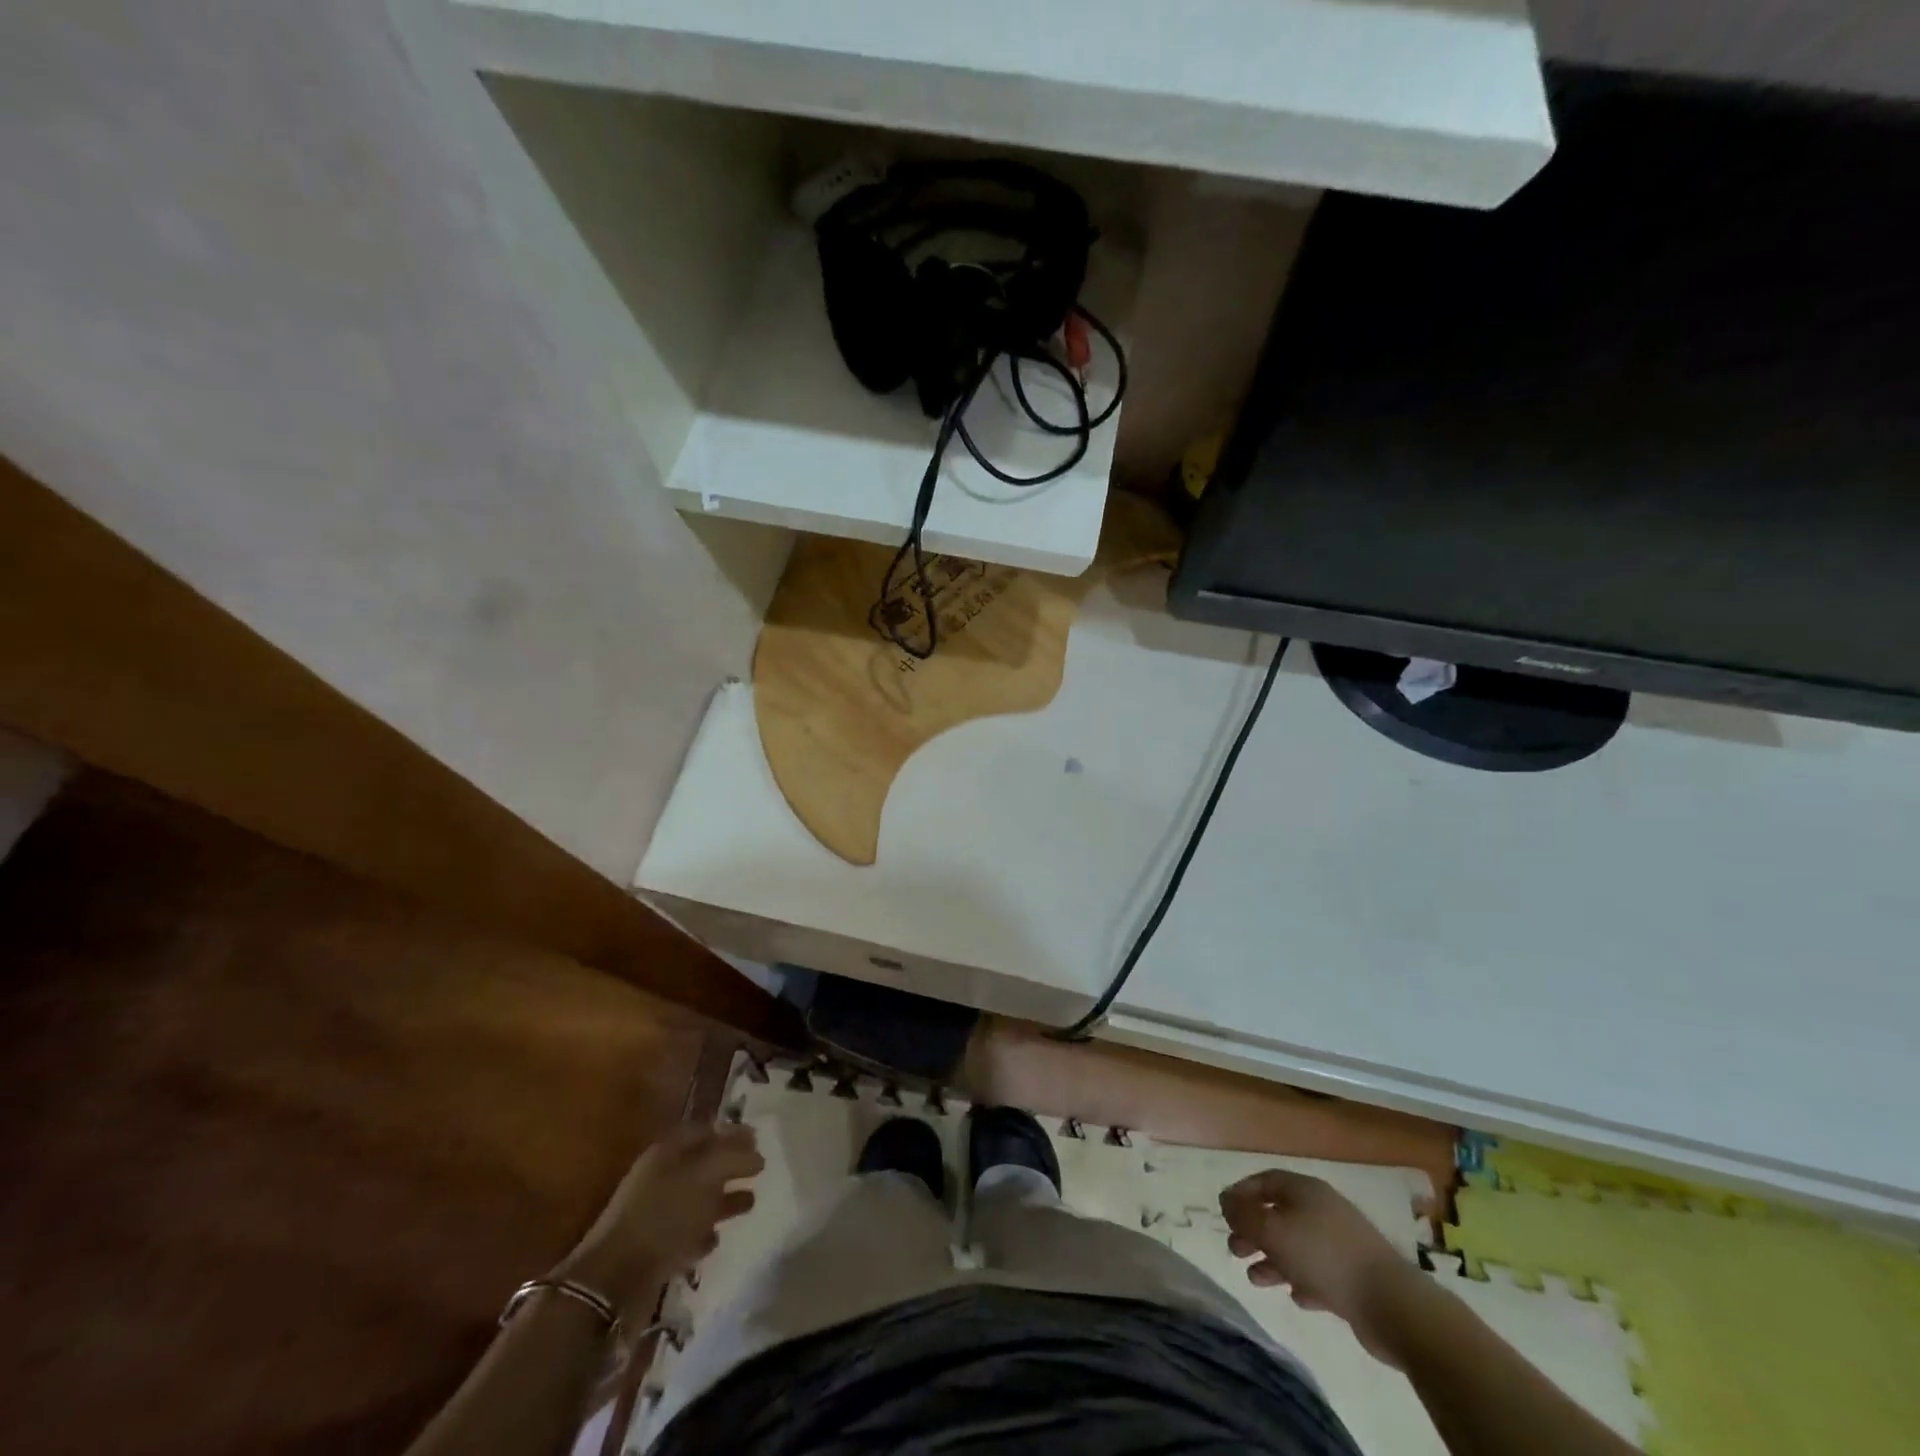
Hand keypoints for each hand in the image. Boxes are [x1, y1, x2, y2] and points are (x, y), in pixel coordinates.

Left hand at [555, 1121, 761, 1321]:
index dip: (732, 1132)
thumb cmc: (664, 1214)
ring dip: (723, 1199)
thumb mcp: (705, 1175)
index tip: (757, 1139)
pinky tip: (716, 1237)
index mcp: (669, 1151)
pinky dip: (703, 1232)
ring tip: (750, 1203)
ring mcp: (656, 1213)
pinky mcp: (655, 1247)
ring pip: (697, 1198)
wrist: (614, 1280)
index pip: (705, 1130)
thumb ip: (734, 1157)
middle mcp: (662, 1176)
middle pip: (703, 1163)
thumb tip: (757, 1155)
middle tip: (759, 1170)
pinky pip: (685, 1232)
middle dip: (730, 1165)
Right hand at [1218, 1170, 1416, 1364]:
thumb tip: (1224, 1199)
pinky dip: (1301, 1279)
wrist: (1392, 1303)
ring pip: (1297, 1245)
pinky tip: (1295, 1295)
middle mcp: (1322, 1210)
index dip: (1242, 1193)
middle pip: (1279, 1214)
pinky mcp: (1354, 1276)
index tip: (1224, 1213)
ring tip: (1255, 1278)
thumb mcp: (1274, 1231)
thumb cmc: (1324, 1256)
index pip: (1265, 1181)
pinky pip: (1318, 1272)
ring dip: (1273, 1259)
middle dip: (1254, 1231)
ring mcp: (1341, 1243)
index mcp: (1305, 1190)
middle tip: (1235, 1249)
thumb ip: (1244, 1215)